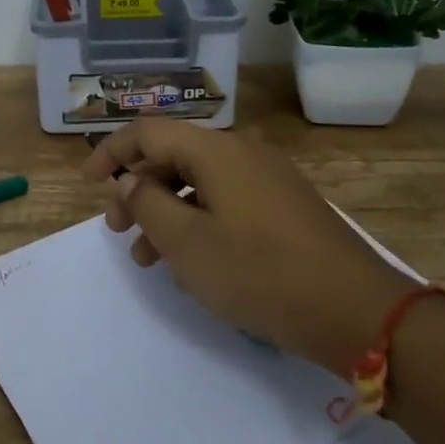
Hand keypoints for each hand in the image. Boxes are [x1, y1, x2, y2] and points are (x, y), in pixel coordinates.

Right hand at [82, 120, 413, 367]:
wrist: (356, 311)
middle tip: (116, 230)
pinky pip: (226, 200)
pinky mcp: (285, 205)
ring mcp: (269, 178)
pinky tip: (191, 263)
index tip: (88, 182)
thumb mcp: (187, 243)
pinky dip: (198, 221)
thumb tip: (128, 180)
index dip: (111, 152)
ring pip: (199, 183)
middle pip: (174, 156)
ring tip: (147, 259)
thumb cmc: (260, 273)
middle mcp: (243, 152)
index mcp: (217, 150)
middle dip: (137, 189)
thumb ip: (147, 204)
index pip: (149, 132)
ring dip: (166, 212)